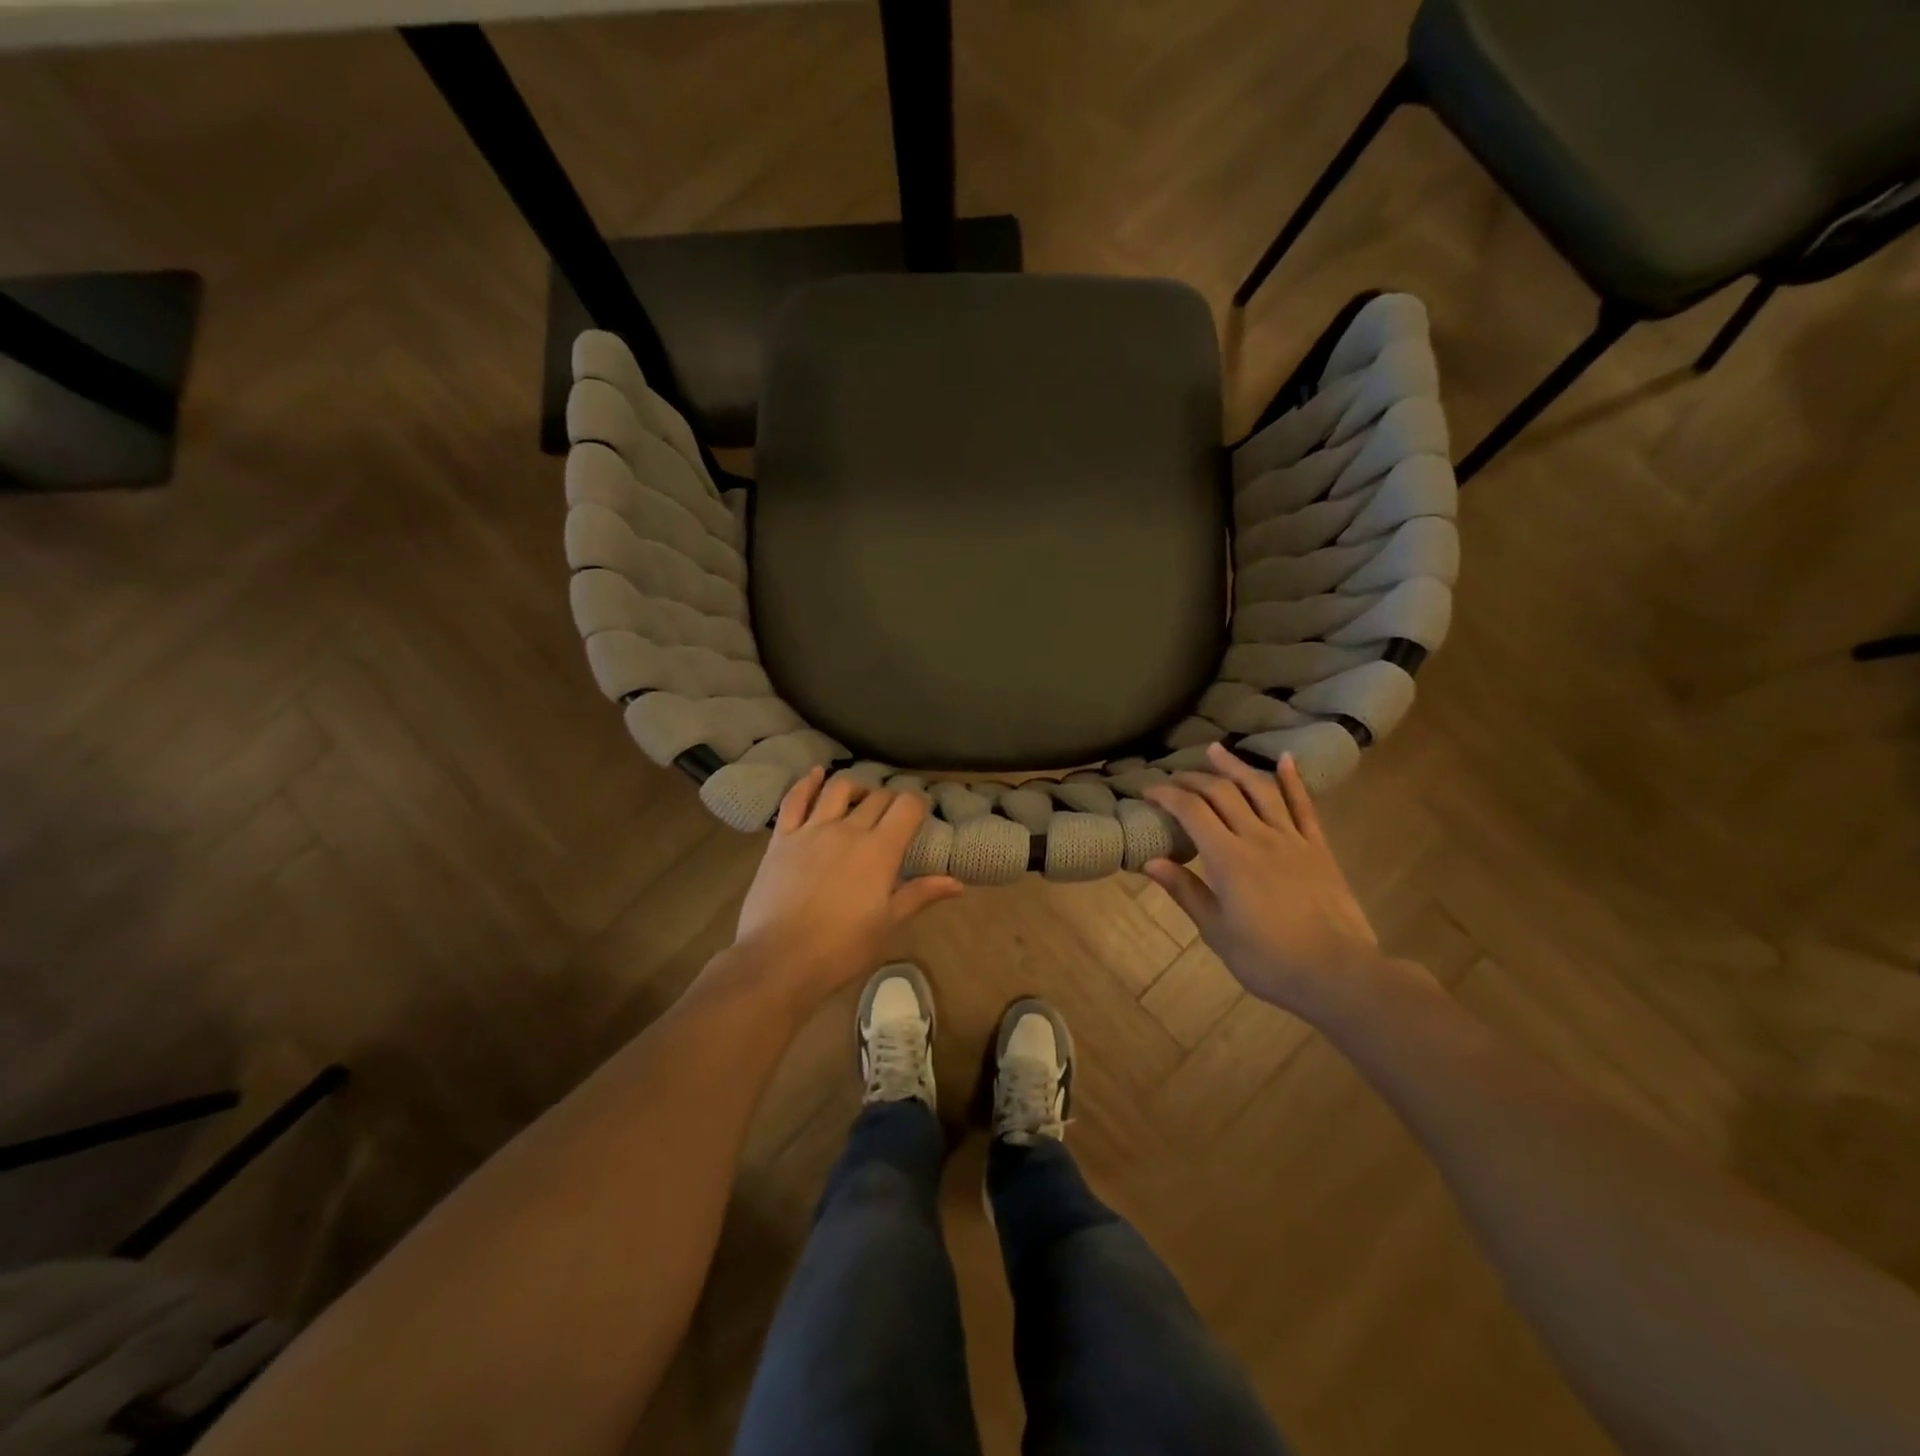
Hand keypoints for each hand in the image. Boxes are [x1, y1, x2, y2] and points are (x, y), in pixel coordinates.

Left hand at [729, 767, 963, 1008]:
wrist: (779, 960)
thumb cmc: (841, 948)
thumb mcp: (888, 924)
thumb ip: (920, 894)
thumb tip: (957, 882)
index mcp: (880, 850)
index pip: (907, 807)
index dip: (918, 804)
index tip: (921, 814)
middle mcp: (848, 830)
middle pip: (876, 798)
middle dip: (891, 800)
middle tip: (894, 815)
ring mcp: (812, 830)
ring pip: (839, 790)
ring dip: (856, 787)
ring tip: (862, 797)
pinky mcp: (782, 838)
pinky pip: (795, 800)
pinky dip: (808, 783)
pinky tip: (816, 774)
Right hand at [1143, 742, 1403, 1019]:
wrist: (1338, 973)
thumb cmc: (1269, 959)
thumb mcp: (1216, 931)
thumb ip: (1185, 891)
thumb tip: (1150, 861)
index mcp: (1227, 858)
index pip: (1191, 810)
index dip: (1167, 794)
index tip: (1148, 790)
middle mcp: (1257, 837)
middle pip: (1222, 792)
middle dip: (1193, 778)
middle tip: (1174, 776)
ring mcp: (1292, 839)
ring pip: (1260, 789)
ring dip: (1235, 766)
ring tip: (1217, 751)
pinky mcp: (1318, 848)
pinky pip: (1304, 806)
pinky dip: (1293, 780)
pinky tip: (1286, 759)